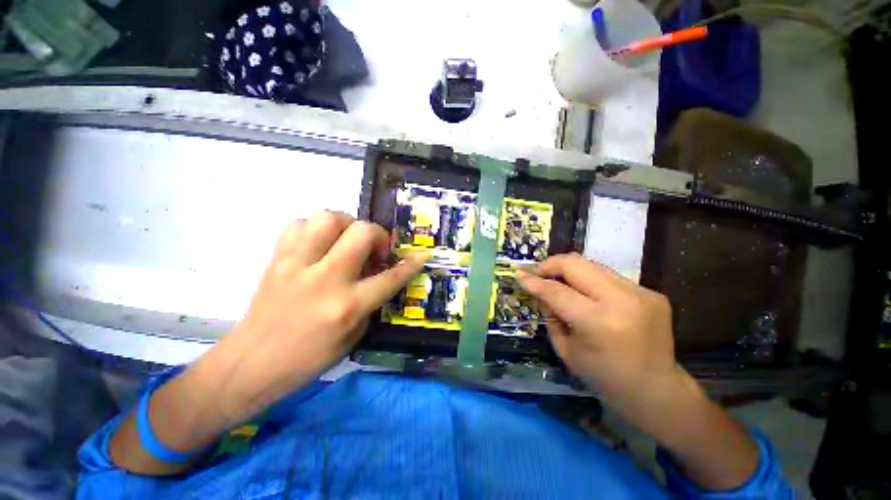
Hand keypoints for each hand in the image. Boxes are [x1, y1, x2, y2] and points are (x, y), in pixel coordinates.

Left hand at [212, 211, 425, 421]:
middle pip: (361, 232)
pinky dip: (315, 229)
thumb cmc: (310, 357)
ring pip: (328, 218)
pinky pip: (299, 224)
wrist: (253, 362)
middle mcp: (325, 279)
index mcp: (348, 305)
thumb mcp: (354, 334)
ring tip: (345, 241)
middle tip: (374, 249)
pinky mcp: (277, 259)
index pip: (390, 277)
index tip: (420, 255)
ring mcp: (297, 265)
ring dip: (345, 225)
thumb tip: (381, 272)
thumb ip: (372, 300)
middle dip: (377, 235)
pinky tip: (319, 245)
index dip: (410, 263)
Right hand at [517, 253, 679, 406]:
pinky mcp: (650, 291)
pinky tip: (586, 294)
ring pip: (591, 265)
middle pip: (575, 264)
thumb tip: (539, 289)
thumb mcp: (566, 349)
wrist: (657, 390)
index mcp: (598, 322)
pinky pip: (607, 276)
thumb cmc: (604, 377)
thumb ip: (550, 314)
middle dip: (550, 265)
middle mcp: (622, 300)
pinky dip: (589, 281)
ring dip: (569, 271)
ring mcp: (641, 293)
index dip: (534, 281)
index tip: (519, 275)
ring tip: (558, 282)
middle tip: (537, 273)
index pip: (556, 291)